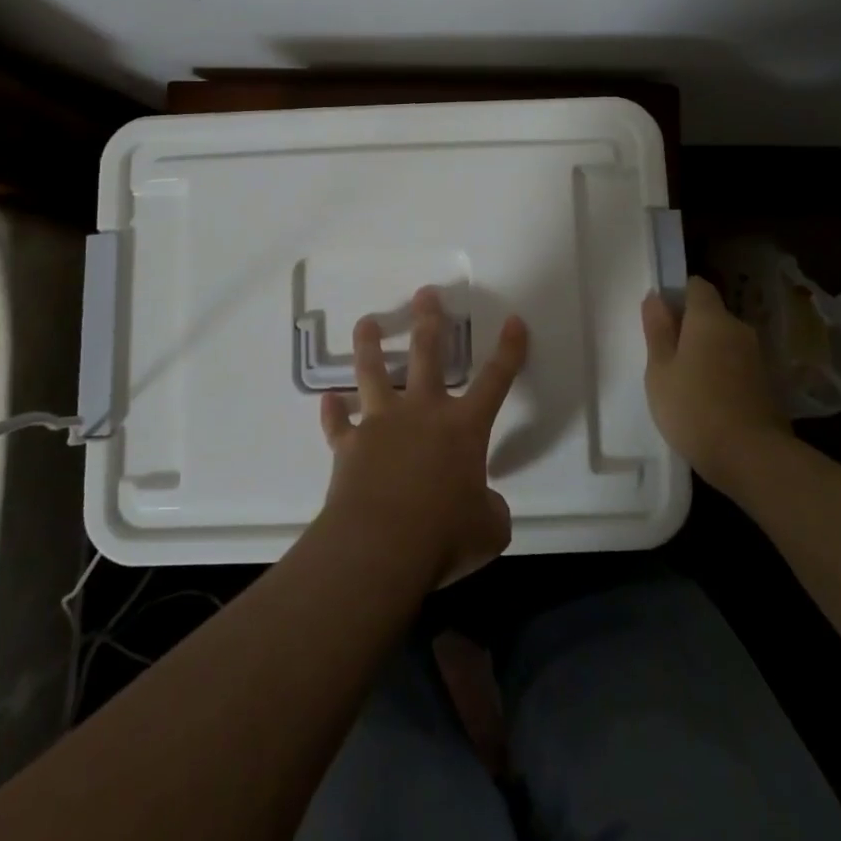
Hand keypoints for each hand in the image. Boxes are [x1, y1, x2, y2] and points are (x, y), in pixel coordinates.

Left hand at [319, 286, 527, 586]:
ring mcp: (381, 425)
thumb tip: (485, 508)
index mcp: (464, 427)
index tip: (514, 321)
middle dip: (429, 321)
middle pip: (427, 354)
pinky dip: (332, 413)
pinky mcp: (348, 446)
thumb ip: (491, 510)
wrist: (380, 547)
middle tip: (425, 294)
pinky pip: (337, 424)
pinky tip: (327, 401)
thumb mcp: (489, 530)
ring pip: (373, 372)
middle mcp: (423, 413)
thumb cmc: (444, 535)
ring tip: (366, 321)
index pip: (496, 380)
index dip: (509, 350)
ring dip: (369, 345)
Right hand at [641, 276, 786, 489]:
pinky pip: (738, 366)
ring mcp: (758, 357)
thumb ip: (657, 331)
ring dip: (708, 353)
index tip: (661, 320)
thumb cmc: (693, 408)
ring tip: (686, 384)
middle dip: (691, 329)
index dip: (678, 296)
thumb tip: (655, 297)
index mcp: (710, 319)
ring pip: (726, 342)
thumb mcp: (660, 371)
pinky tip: (710, 401)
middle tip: (667, 358)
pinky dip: (724, 374)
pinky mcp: (769, 384)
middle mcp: (738, 329)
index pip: (696, 286)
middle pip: (712, 315)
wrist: (751, 457)